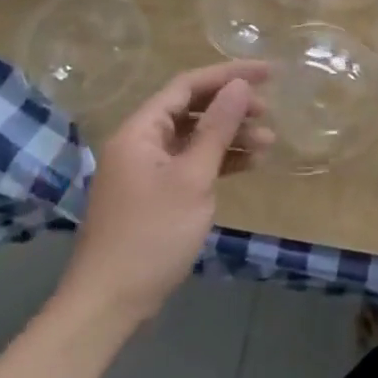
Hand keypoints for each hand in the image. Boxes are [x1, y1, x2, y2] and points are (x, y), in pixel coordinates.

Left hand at [54, 60, 271, 330]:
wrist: (109, 304)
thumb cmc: (151, 235)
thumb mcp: (192, 178)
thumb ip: (217, 128)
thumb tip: (239, 86)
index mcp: (140, 131)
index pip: (188, 85)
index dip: (229, 74)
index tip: (268, 73)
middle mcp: (140, 143)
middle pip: (191, 109)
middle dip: (232, 107)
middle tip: (269, 112)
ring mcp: (146, 170)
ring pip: (194, 137)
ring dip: (230, 136)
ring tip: (268, 142)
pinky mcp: (155, 195)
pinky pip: (191, 163)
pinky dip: (219, 161)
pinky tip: (249, 165)